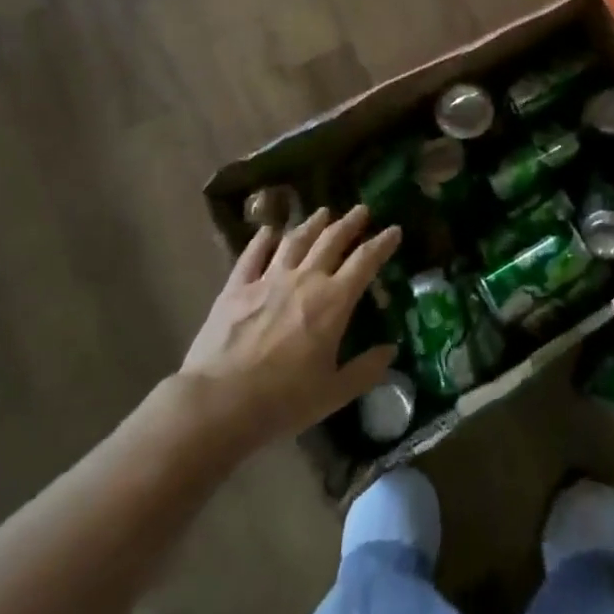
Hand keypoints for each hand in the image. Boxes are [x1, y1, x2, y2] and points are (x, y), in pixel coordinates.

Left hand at [180, 205, 400, 452]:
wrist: (219, 403)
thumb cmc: (283, 401)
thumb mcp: (334, 393)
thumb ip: (365, 370)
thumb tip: (391, 352)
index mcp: (333, 302)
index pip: (365, 261)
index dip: (382, 243)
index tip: (394, 229)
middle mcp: (304, 280)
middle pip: (331, 240)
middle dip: (350, 223)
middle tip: (361, 210)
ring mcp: (268, 279)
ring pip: (295, 240)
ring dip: (312, 224)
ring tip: (323, 212)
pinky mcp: (236, 287)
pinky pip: (253, 254)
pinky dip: (264, 239)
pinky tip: (269, 230)